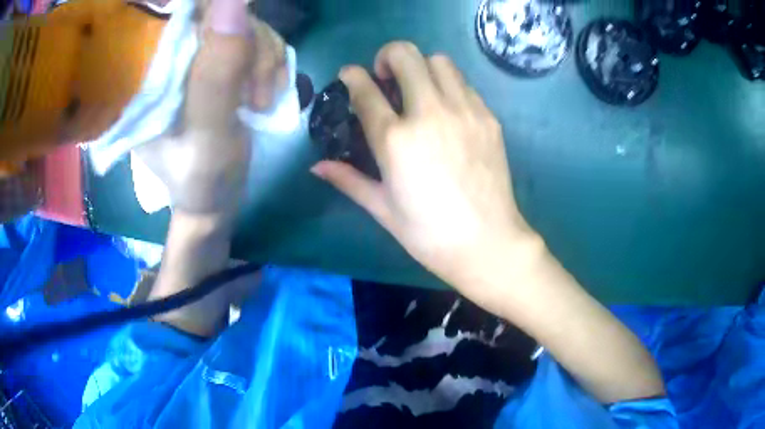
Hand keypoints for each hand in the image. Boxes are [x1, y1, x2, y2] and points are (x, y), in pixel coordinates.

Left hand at [136, 0, 286, 217]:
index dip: (217, 16)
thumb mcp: (208, 134)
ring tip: (260, 103)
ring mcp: (199, 55)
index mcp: (148, 72)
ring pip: (246, 23)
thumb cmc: (201, 178)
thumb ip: (217, 73)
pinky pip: (259, 38)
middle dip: (251, 45)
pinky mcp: (221, 60)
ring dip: (266, 58)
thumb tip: (234, 1)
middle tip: (254, 95)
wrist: (215, 196)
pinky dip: (272, 62)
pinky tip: (267, 93)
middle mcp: (170, 55)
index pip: (181, 12)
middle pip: (220, 13)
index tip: (238, 58)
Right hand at [311, 42, 542, 307]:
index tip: (349, 75)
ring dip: (421, 67)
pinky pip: (464, 84)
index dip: (352, 75)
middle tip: (386, 77)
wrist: (488, 242)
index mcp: (395, 140)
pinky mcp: (488, 118)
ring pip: (439, 61)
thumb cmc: (429, 234)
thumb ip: (348, 180)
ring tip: (418, 90)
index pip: (365, 89)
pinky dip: (448, 85)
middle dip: (388, 56)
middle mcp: (429, 114)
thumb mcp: (382, 209)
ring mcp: (463, 112)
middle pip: (405, 56)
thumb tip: (317, 166)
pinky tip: (445, 110)